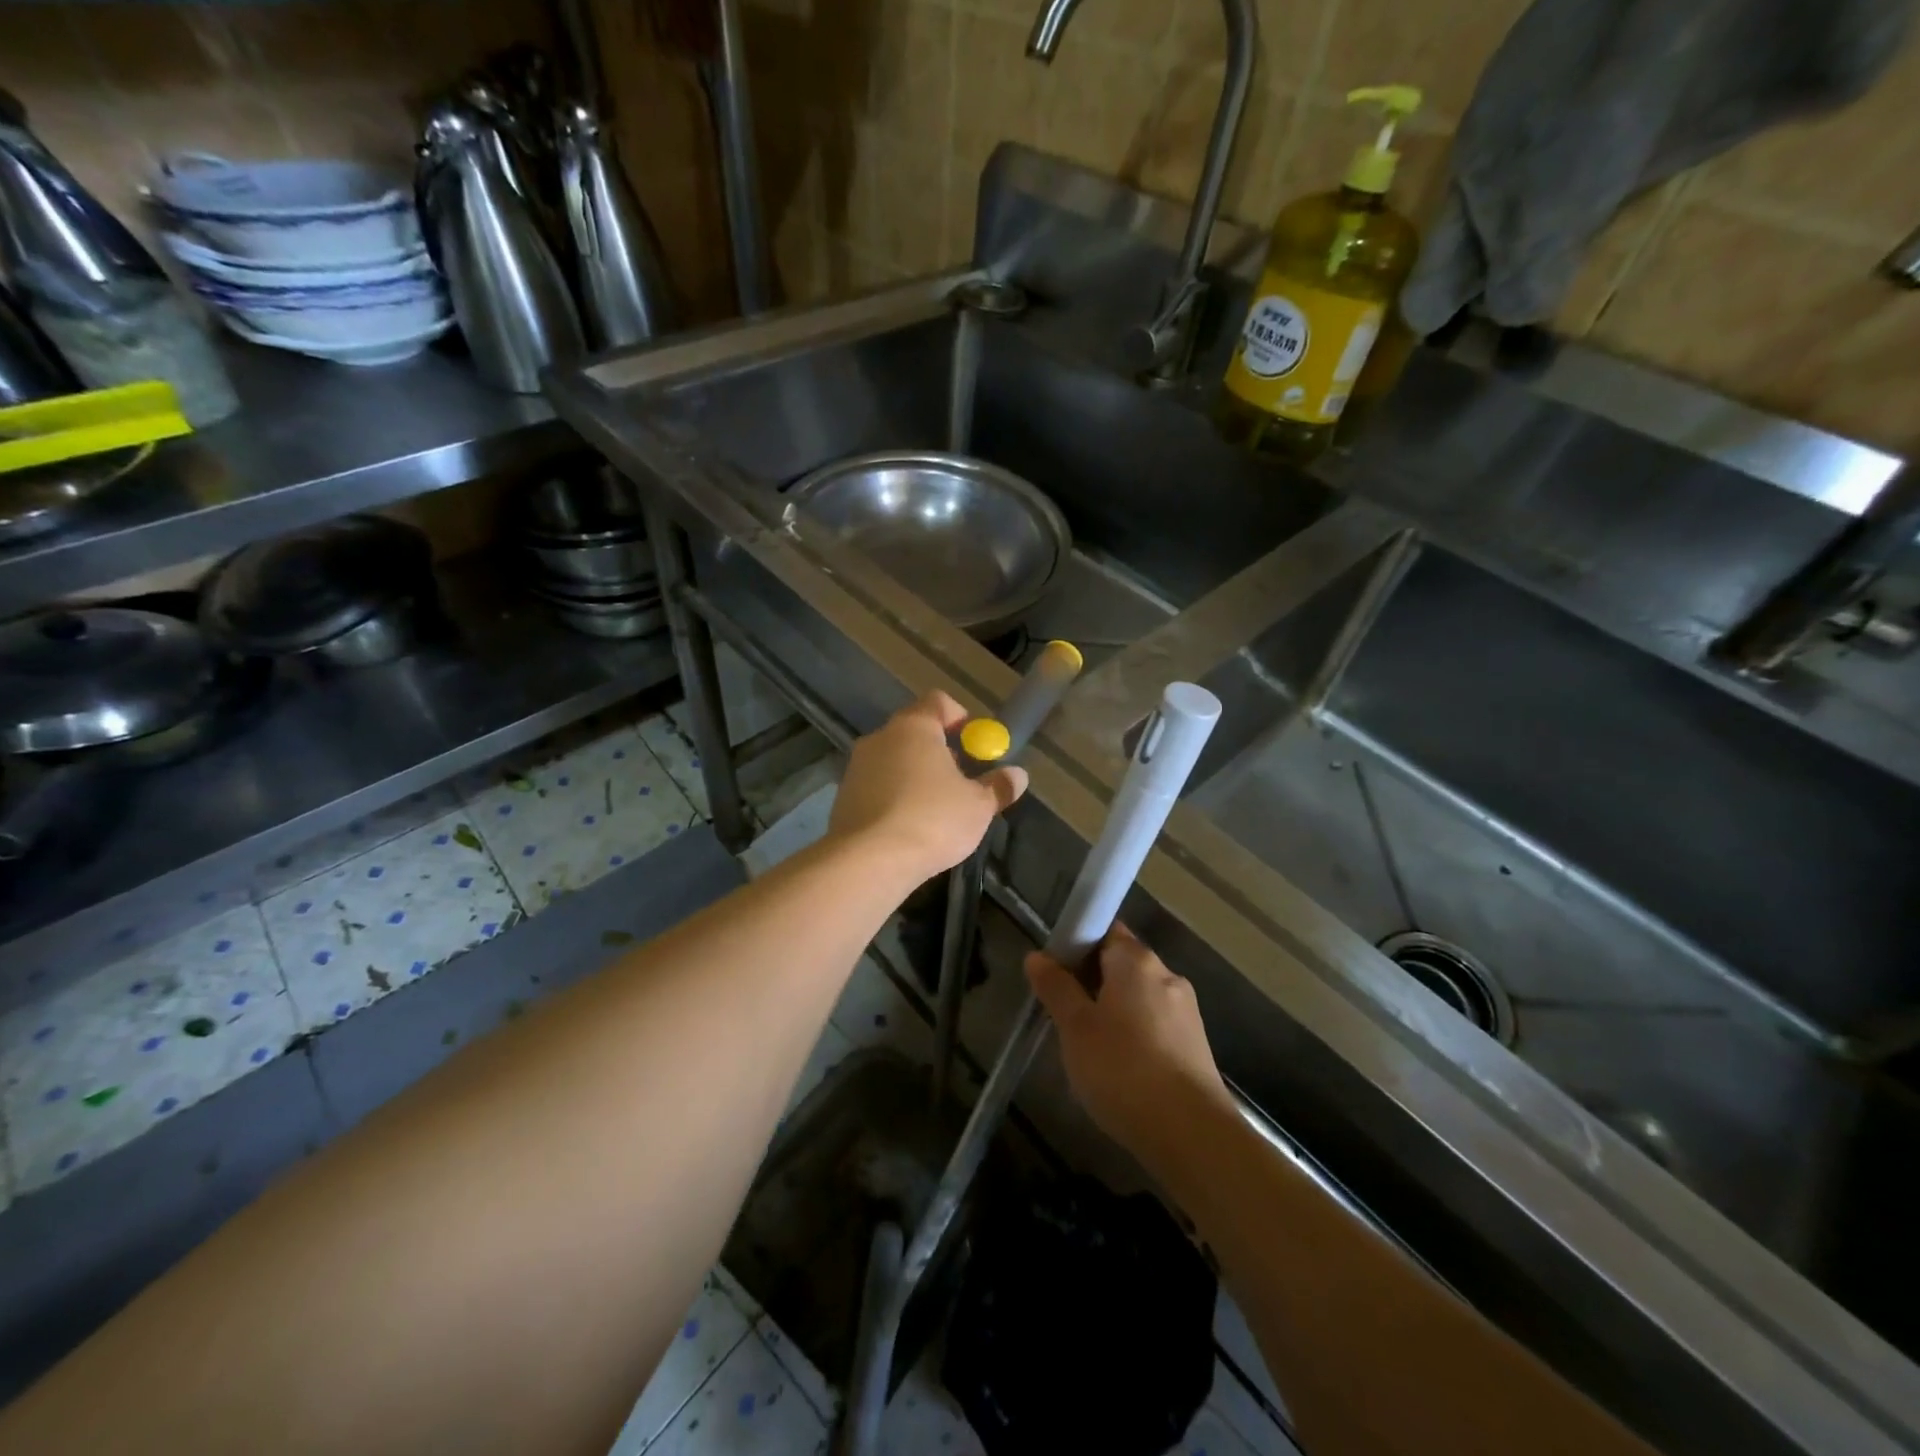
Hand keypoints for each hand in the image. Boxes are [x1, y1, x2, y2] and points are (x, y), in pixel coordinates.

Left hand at [828, 691, 1026, 884]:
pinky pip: (877, 786)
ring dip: (915, 775)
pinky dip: (894, 797)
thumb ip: (998, 787)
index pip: (938, 701)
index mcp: (914, 727)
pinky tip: (908, 826)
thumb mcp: (978, 806)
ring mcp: (856, 767)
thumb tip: (1017, 776)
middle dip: (940, 751)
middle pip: (914, 731)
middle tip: (961, 779)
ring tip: (936, 808)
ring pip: (894, 760)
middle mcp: (880, 737)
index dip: (960, 718)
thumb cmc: (932, 820)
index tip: (975, 744)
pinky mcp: (843, 797)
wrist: (869, 861)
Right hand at [1026, 925, 1235, 1169]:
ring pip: (1139, 997)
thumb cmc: (1123, 1069)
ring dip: (1113, 1011)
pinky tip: (1120, 1068)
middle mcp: (1166, 976)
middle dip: (1093, 981)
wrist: (1191, 1135)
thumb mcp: (1075, 1028)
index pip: (1105, 930)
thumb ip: (1056, 988)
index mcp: (1137, 961)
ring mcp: (1186, 1012)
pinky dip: (1134, 1035)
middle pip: (1122, 964)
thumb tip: (1038, 956)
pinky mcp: (1195, 1046)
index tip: (1056, 972)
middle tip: (1064, 1012)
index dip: (1077, 944)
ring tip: (1088, 1046)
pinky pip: (1155, 1025)